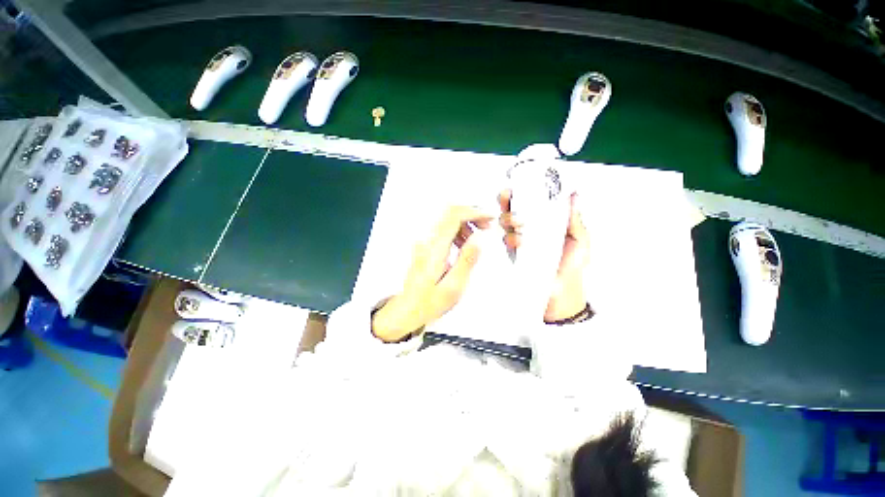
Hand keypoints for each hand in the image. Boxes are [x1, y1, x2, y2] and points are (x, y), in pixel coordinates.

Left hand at [371, 206, 491, 341]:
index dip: (474, 212)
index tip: (490, 218)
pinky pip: (444, 230)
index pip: (453, 216)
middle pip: (450, 213)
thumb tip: (479, 238)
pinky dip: (458, 232)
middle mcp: (428, 241)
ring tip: (477, 239)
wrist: (409, 308)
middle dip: (471, 215)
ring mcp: (425, 242)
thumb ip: (467, 260)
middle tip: (487, 227)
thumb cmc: (431, 302)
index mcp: (435, 249)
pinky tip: (464, 246)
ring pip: (447, 220)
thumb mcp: (454, 286)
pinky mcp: (426, 246)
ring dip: (465, 224)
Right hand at [499, 190, 589, 321]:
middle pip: (513, 208)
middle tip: (511, 199)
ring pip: (505, 222)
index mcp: (546, 223)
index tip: (520, 184)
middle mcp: (531, 229)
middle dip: (508, 201)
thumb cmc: (573, 267)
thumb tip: (574, 197)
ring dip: (509, 219)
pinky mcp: (514, 253)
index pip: (531, 202)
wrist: (563, 292)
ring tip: (520, 224)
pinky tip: (519, 241)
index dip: (523, 191)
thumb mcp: (580, 241)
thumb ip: (575, 220)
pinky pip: (506, 240)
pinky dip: (510, 237)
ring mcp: (520, 240)